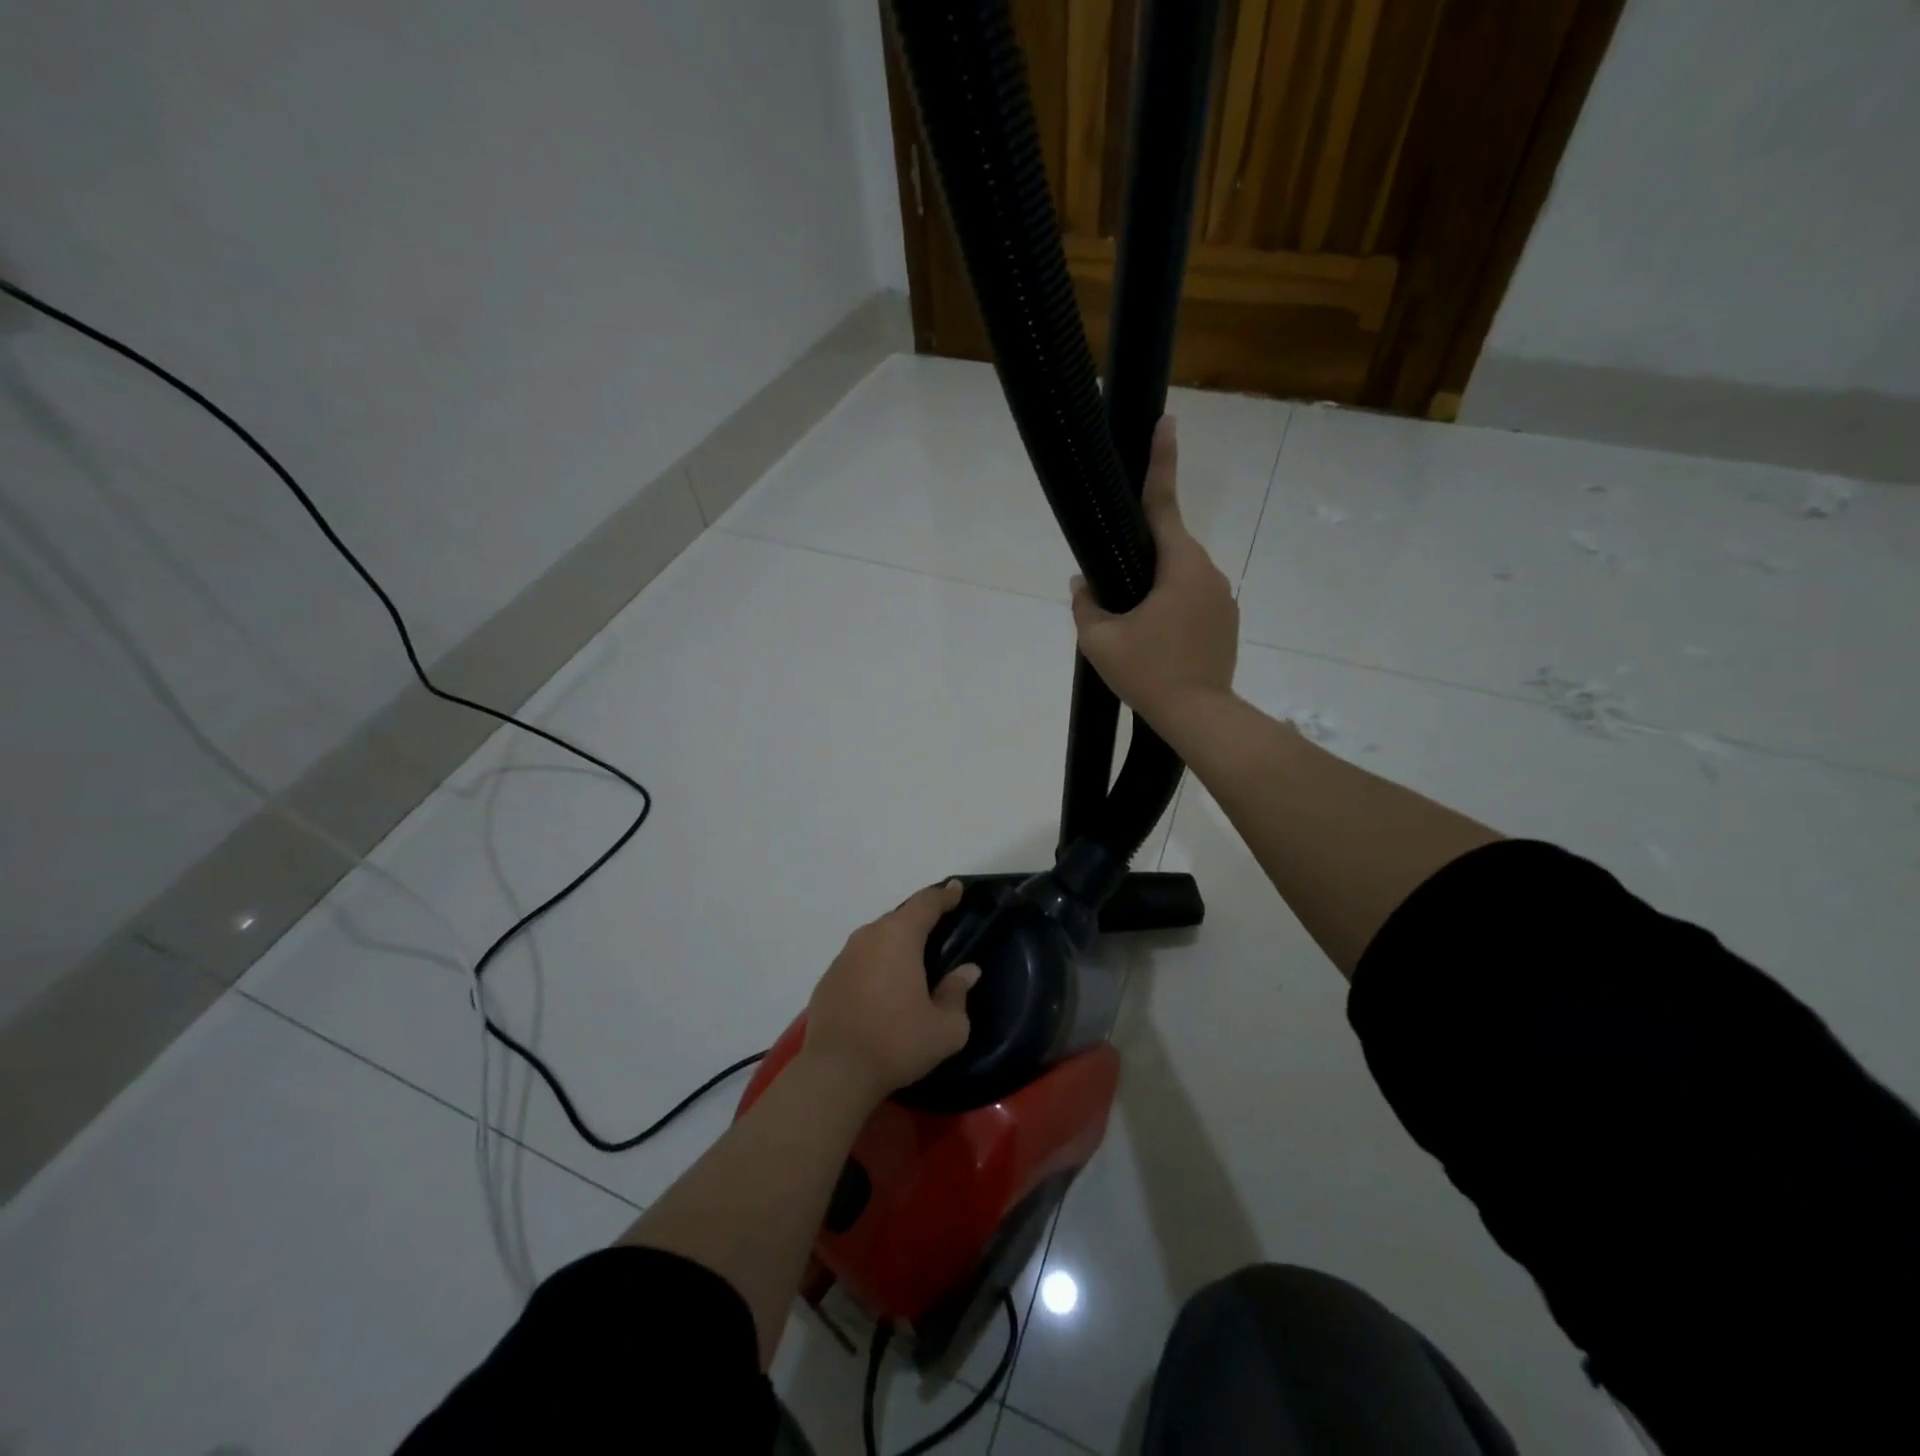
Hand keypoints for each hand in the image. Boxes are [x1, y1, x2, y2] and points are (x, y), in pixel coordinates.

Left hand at [803, 880, 979, 1103]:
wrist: (835, 1072)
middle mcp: (868, 936)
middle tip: (939, 931)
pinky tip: (883, 989)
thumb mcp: (946, 1028)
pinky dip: (876, 965)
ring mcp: (843, 957)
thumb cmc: (897, 1043)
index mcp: (899, 937)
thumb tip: (967, 971)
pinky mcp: (828, 979)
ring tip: (913, 962)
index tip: (956, 889)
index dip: (944, 895)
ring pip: (877, 938)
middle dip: (920, 921)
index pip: (926, 903)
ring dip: (896, 944)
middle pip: (899, 918)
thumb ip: (958, 993)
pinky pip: (860, 960)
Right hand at [1071, 416, 1238, 729]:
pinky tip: (1158, 643)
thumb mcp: (1099, 640)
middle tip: (1117, 595)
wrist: (1199, 716)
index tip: (1167, 421)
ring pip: (1180, 578)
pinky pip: (1194, 601)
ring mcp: (1223, 598)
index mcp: (1178, 565)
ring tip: (1136, 631)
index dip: (1161, 461)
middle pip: (1168, 548)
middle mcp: (1208, 572)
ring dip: (1156, 590)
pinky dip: (1173, 611)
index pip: (1163, 504)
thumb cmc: (1147, 672)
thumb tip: (1082, 582)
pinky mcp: (1228, 621)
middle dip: (1141, 559)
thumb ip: (1085, 604)